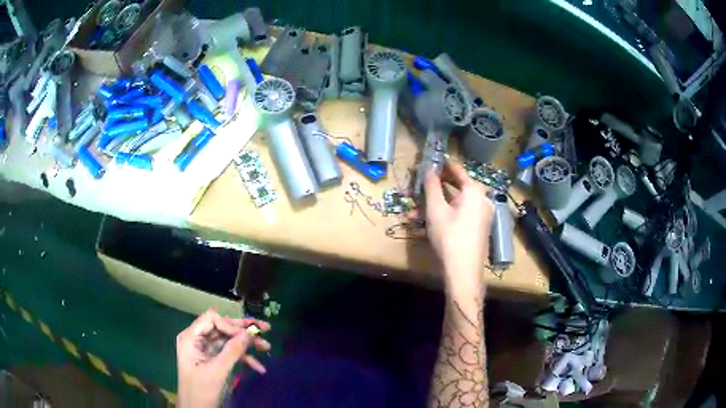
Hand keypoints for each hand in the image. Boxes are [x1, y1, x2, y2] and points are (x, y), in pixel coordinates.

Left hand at [177, 309, 270, 407]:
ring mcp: (206, 351)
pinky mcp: (213, 361)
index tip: (248, 335)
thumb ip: (232, 351)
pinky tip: (258, 367)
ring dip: (247, 345)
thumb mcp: (217, 371)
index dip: (231, 325)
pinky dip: (244, 359)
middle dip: (243, 331)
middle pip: (222, 328)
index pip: (212, 319)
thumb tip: (249, 333)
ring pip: (228, 340)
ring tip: (267, 347)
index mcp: (191, 338)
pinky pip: (230, 354)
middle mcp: (198, 340)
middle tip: (266, 328)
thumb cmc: (202, 390)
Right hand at [423, 162, 493, 293]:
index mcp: (474, 191)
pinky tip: (426, 226)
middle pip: (456, 188)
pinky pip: (460, 216)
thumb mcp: (436, 209)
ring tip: (413, 214)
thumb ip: (432, 186)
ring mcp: (481, 216)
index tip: (429, 162)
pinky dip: (444, 217)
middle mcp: (482, 200)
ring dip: (434, 207)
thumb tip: (429, 169)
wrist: (464, 270)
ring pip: (455, 205)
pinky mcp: (478, 229)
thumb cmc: (449, 235)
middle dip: (434, 190)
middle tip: (419, 188)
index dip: (442, 165)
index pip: (457, 170)